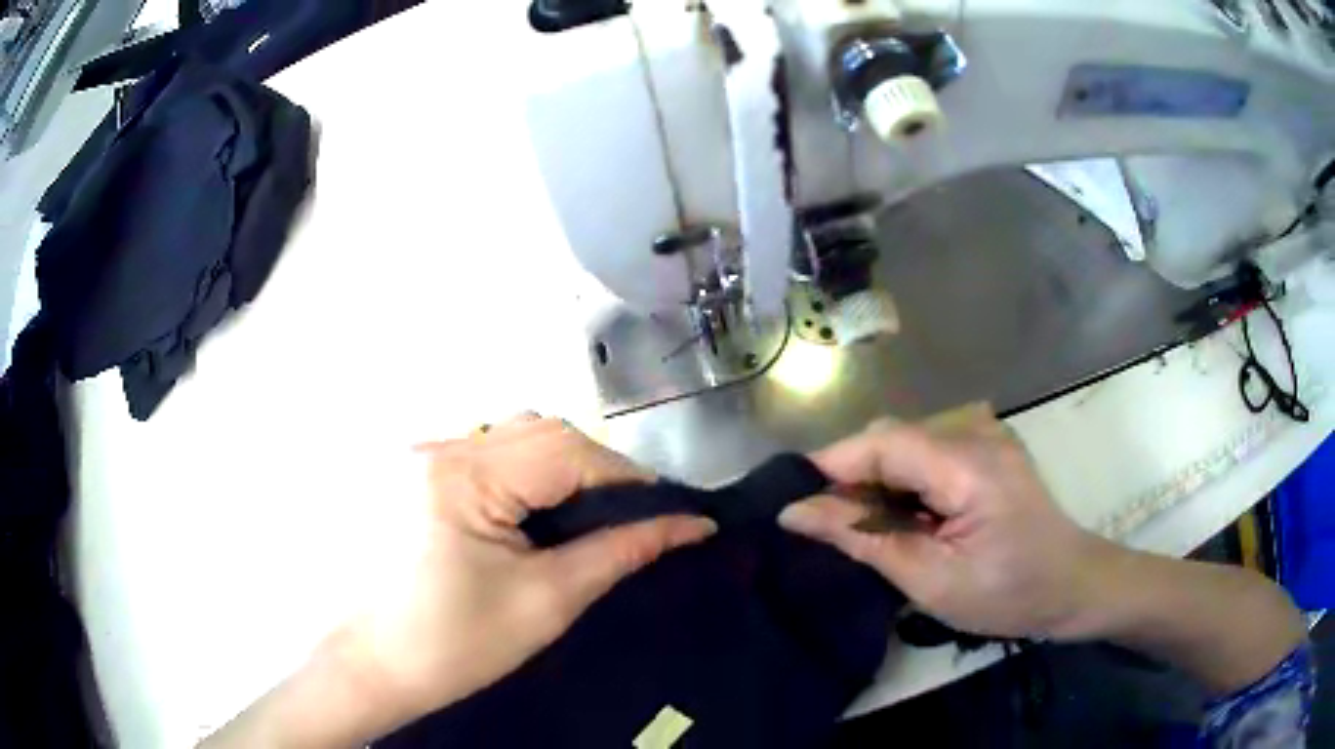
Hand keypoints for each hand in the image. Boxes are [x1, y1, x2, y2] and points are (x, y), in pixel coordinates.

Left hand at [205, 415, 713, 746]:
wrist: (376, 665)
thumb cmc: (457, 644)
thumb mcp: (547, 601)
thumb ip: (621, 551)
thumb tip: (690, 525)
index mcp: (461, 476)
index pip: (566, 451)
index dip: (627, 475)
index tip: (668, 506)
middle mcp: (436, 446)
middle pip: (540, 431)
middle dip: (595, 466)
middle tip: (630, 511)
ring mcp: (418, 453)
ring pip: (513, 434)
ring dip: (560, 463)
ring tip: (586, 511)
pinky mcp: (413, 470)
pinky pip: (485, 450)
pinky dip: (524, 469)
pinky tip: (534, 508)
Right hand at [779, 409, 1113, 640]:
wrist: (1073, 586)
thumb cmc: (1008, 593)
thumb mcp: (931, 580)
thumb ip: (864, 541)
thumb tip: (795, 513)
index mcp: (968, 463)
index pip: (881, 443)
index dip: (829, 469)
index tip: (791, 507)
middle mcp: (975, 431)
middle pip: (890, 439)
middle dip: (852, 482)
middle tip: (832, 535)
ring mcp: (985, 435)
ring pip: (904, 445)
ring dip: (877, 485)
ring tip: (871, 533)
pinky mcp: (987, 447)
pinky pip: (927, 452)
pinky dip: (903, 484)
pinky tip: (906, 519)